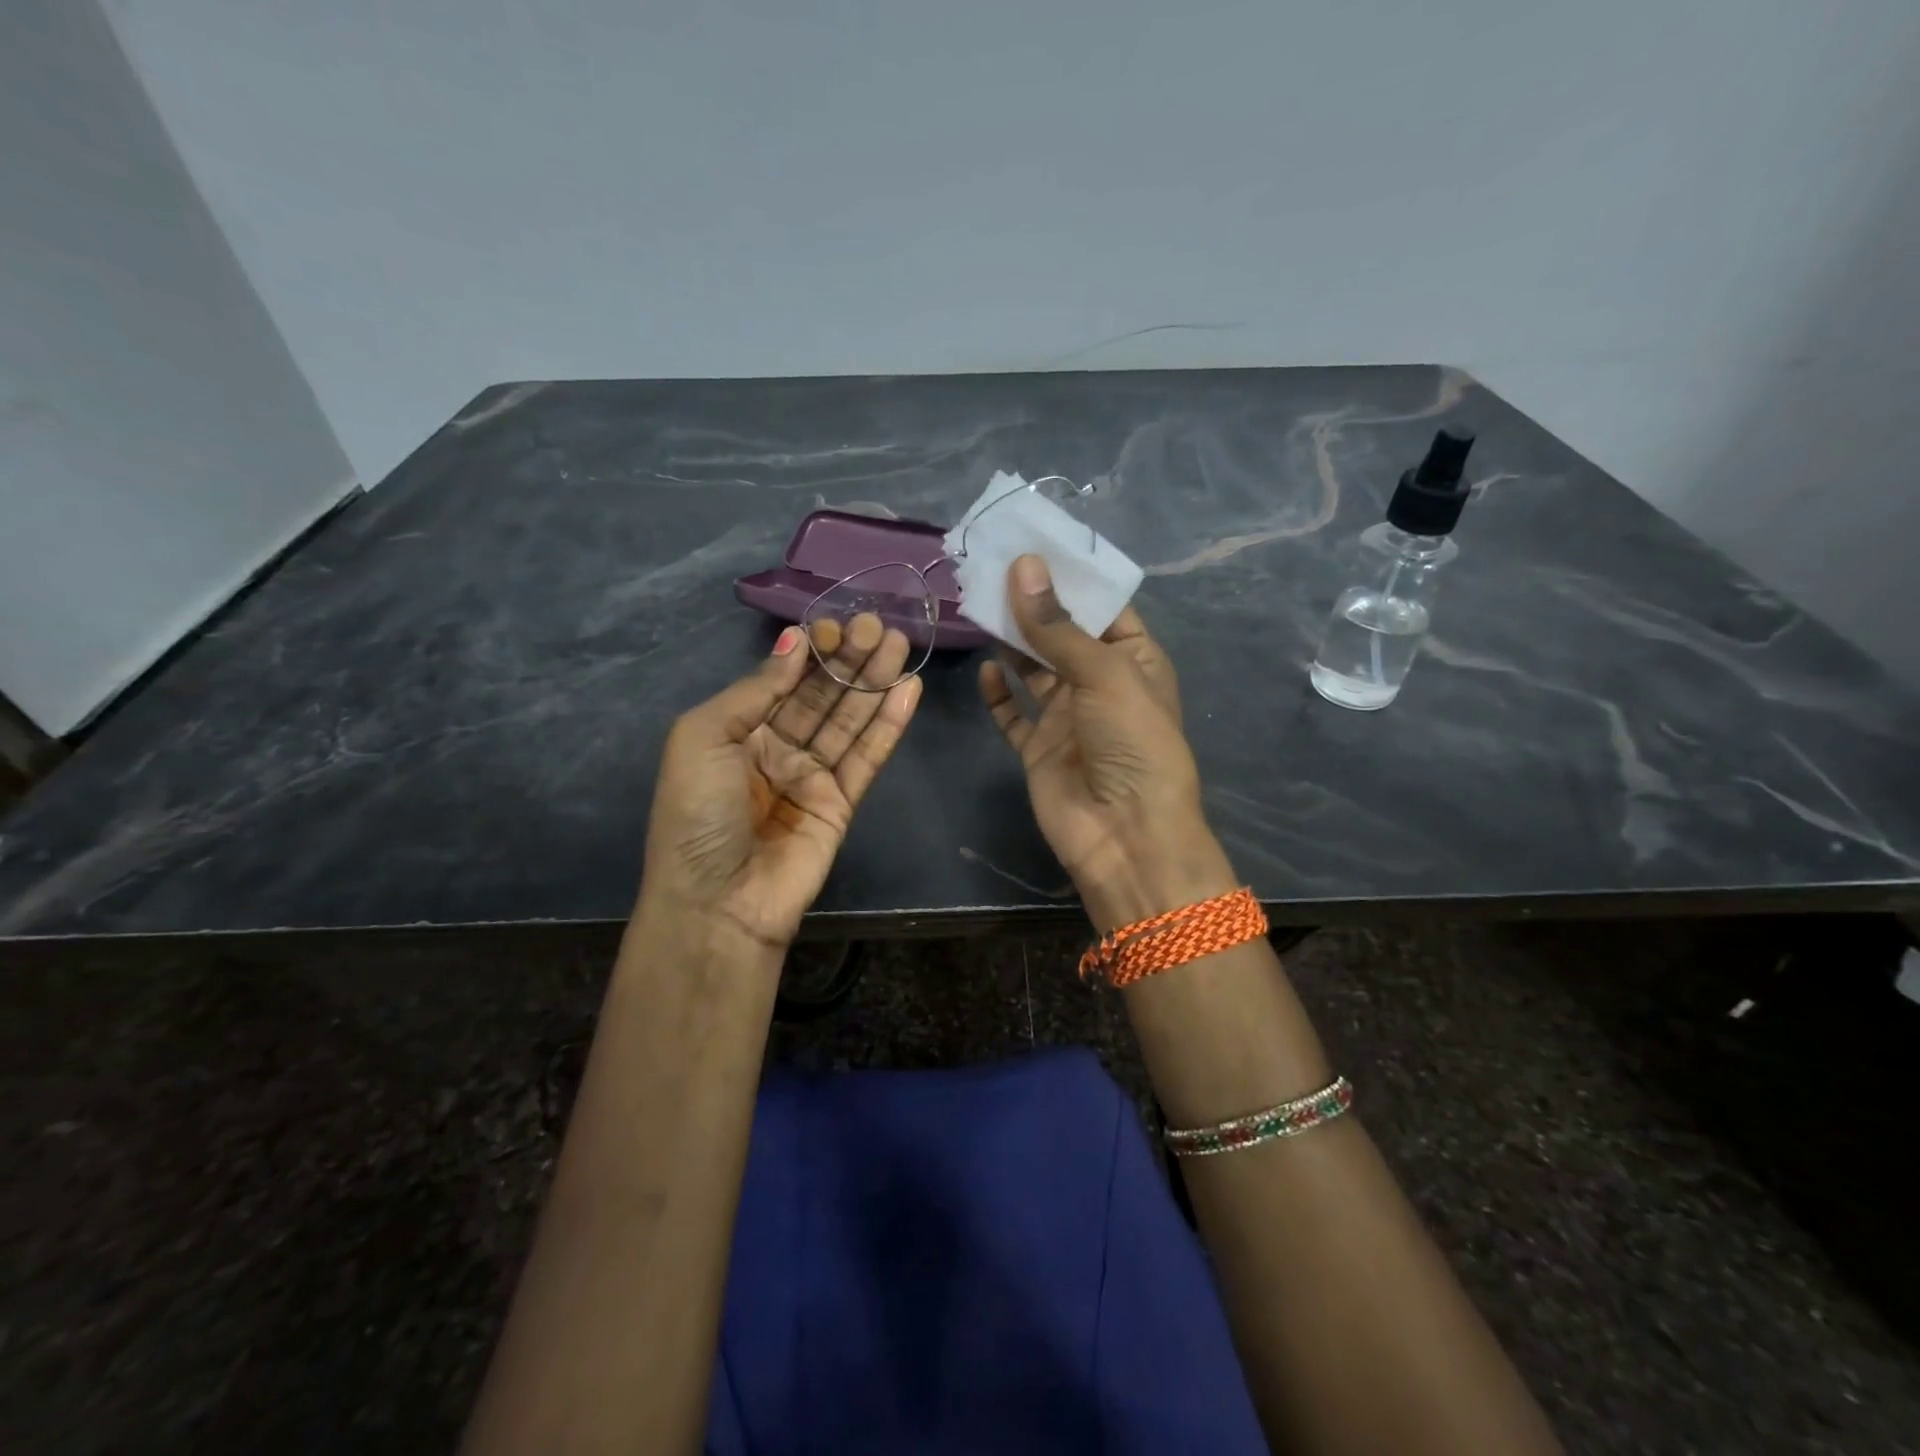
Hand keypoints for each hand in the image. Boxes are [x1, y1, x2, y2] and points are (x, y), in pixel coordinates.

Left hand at [639, 614, 920, 954]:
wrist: (717, 903)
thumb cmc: (697, 813)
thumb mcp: (704, 737)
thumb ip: (756, 689)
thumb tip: (795, 644)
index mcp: (736, 732)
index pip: (782, 681)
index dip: (811, 653)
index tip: (838, 625)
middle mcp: (775, 750)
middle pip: (821, 697)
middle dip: (849, 661)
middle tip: (878, 625)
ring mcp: (811, 778)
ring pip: (849, 722)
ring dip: (874, 683)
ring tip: (900, 644)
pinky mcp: (842, 804)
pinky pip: (867, 758)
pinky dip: (888, 725)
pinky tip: (907, 690)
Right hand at [978, 555, 1235, 930]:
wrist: (1124, 834)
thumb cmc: (1131, 742)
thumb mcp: (1103, 673)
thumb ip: (1057, 625)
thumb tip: (1023, 565)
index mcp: (1134, 660)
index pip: (1102, 608)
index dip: (1070, 578)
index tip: (1031, 545)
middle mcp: (1100, 685)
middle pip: (1062, 635)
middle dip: (1032, 606)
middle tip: (991, 569)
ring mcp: (1068, 718)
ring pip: (1034, 670)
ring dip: (1011, 643)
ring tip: (979, 606)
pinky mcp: (1039, 749)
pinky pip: (1014, 715)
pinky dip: (999, 694)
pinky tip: (986, 670)